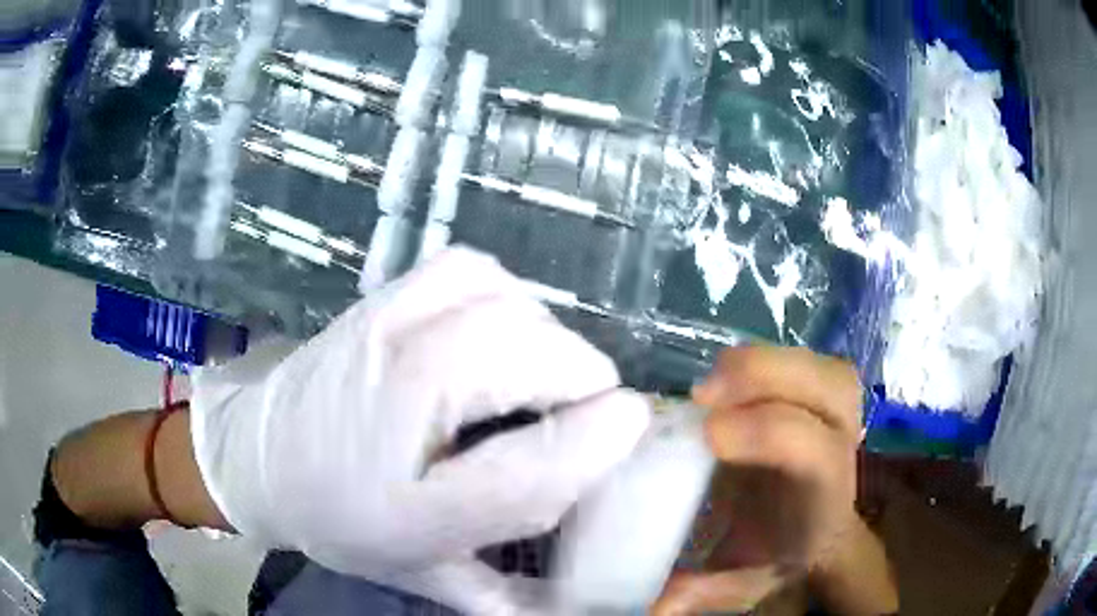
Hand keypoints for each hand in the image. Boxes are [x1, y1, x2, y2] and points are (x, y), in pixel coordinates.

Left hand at [190, 248, 650, 613]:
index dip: (598, 444)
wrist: (260, 456)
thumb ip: (505, 595)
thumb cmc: (339, 520)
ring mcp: (386, 332)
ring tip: (536, 376)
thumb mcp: (422, 572)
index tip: (631, 428)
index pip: (527, 470)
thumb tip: (582, 604)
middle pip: (533, 360)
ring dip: (547, 339)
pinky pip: (473, 272)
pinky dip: (505, 296)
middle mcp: (397, 404)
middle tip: (578, 414)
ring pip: (510, 305)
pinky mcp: (382, 297)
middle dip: (582, 384)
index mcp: (408, 503)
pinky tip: (495, 331)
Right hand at [653, 347, 862, 614]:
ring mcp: (838, 413)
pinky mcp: (821, 393)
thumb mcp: (743, 581)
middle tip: (704, 392)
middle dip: (770, 379)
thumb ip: (703, 591)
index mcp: (824, 497)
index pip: (814, 452)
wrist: (817, 529)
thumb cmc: (779, 554)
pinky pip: (805, 360)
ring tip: (713, 378)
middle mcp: (842, 446)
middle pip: (834, 390)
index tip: (708, 434)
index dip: (767, 434)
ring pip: (823, 367)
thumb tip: (650, 607)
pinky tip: (730, 374)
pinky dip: (766, 358)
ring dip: (766, 362)